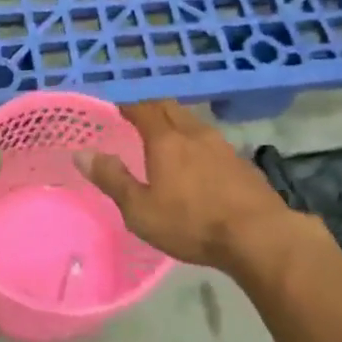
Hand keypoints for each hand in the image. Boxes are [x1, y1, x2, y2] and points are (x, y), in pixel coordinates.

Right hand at [78, 101, 301, 273]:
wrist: (259, 236)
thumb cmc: (192, 223)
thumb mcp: (141, 210)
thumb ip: (112, 179)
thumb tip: (82, 153)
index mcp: (165, 139)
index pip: (142, 108)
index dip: (128, 105)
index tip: (115, 107)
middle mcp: (193, 133)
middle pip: (170, 108)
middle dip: (151, 108)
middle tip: (137, 119)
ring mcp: (222, 145)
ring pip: (193, 122)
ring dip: (176, 123)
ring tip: (166, 139)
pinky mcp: (241, 162)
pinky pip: (211, 141)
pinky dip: (197, 142)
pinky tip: (198, 162)